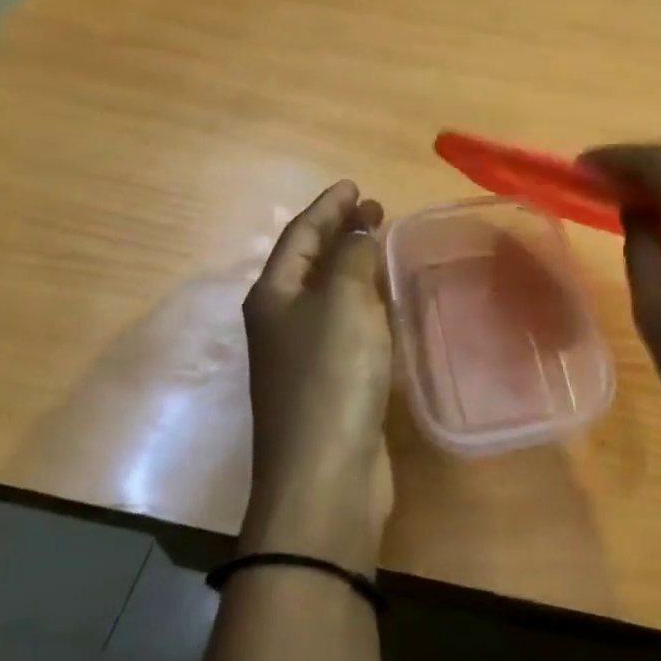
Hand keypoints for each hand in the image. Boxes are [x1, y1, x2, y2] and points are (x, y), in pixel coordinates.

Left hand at [239, 181, 393, 576]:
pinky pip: (346, 324)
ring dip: (352, 266)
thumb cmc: (331, 376)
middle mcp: (282, 320)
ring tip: (381, 246)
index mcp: (274, 295)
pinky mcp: (330, 382)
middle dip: (340, 232)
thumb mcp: (343, 302)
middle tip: (376, 211)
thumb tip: (358, 232)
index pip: (300, 235)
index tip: (355, 185)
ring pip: (328, 293)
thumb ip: (352, 258)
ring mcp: (304, 354)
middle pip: (310, 262)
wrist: (326, 474)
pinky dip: (364, 302)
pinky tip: (385, 303)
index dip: (327, 207)